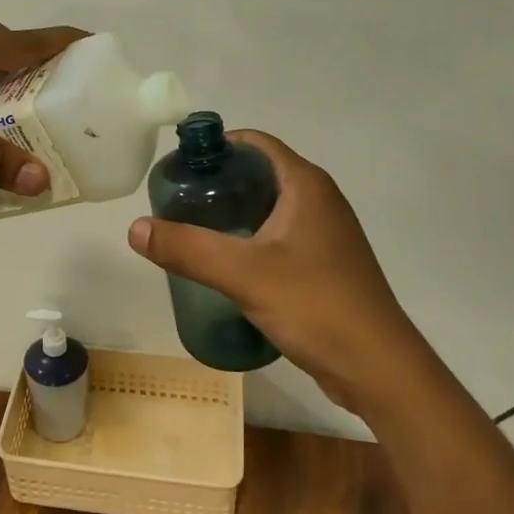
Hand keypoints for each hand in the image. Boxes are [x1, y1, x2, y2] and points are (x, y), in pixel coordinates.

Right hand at [127, 131, 410, 412]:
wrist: (379, 369)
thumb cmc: (316, 306)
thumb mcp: (244, 274)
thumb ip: (188, 248)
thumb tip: (135, 227)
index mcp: (306, 185)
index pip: (255, 143)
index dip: (216, 148)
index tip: (179, 169)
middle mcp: (319, 199)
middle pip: (259, 174)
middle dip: (217, 183)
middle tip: (177, 203)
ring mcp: (325, 233)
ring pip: (269, 207)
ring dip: (232, 213)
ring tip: (192, 231)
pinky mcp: (325, 264)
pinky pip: (279, 236)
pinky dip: (250, 239)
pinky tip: (225, 264)